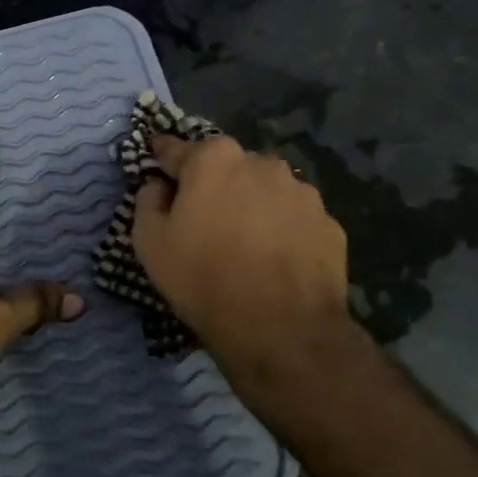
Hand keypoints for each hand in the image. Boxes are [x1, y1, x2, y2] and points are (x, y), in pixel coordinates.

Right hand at [132, 134, 354, 378]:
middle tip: (203, 218)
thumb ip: (148, 201)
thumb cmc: (202, 277)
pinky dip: (281, 231)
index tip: (156, 161)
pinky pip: (293, 220)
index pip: (177, 149)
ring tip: (244, 244)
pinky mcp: (329, 224)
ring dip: (251, 206)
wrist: (279, 327)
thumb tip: (159, 186)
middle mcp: (261, 163)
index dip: (162, 157)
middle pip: (227, 167)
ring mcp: (302, 193)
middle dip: (213, 184)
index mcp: (214, 159)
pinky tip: (273, 261)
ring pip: (265, 191)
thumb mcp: (149, 241)